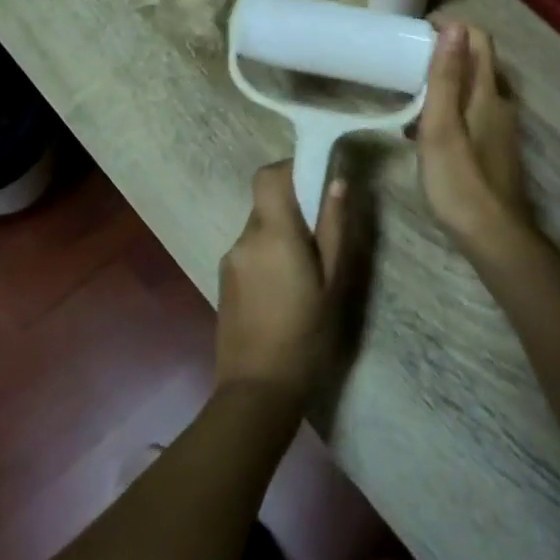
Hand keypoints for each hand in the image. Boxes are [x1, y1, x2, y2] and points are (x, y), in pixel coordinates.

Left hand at [215, 161, 348, 403]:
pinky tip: (285, 290)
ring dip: (281, 234)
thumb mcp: (333, 281)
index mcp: (273, 233)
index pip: (267, 176)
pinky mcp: (223, 281)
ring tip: (306, 271)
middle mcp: (245, 239)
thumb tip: (336, 181)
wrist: (257, 390)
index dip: (289, 169)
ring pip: (259, 227)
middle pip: (266, 202)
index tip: (315, 181)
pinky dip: (268, 254)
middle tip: (321, 236)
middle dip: (293, 208)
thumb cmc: (306, 334)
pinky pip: (250, 251)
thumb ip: (334, 227)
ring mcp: (230, 260)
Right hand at [418, 23, 532, 255]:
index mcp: (488, 93)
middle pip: (477, 63)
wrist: (493, 235)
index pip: (478, 41)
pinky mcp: (495, 149)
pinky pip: (471, 114)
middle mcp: (500, 104)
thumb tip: (454, 26)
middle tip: (407, 62)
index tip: (417, 32)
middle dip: (445, 54)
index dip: (451, 28)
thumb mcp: (442, 126)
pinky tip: (425, 132)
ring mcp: (500, 128)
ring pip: (473, 91)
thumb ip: (446, 77)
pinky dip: (449, 110)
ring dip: (445, 84)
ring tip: (409, 95)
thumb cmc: (460, 180)